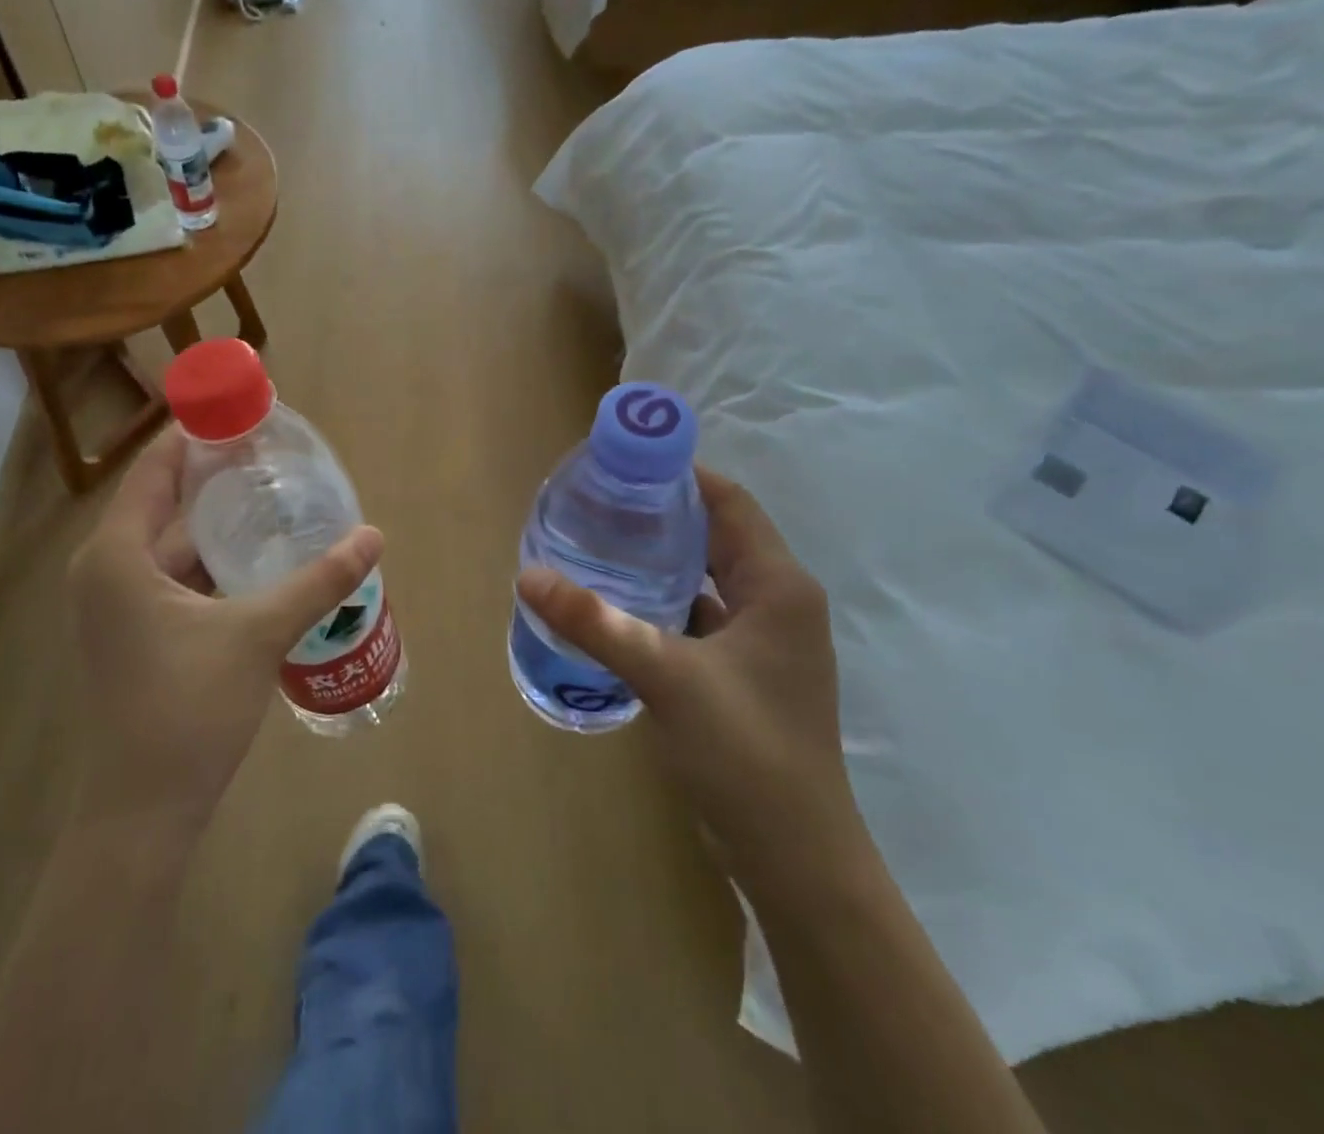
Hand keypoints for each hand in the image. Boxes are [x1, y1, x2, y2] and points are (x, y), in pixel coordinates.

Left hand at [66, 428, 382, 834]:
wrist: (143, 812)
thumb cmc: (188, 710)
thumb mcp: (259, 634)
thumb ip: (318, 581)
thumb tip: (373, 536)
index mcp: (117, 555)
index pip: (155, 468)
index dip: (196, 435)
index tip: (243, 412)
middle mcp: (107, 570)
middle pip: (165, 502)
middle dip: (217, 478)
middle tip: (275, 456)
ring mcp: (117, 606)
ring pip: (173, 545)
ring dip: (219, 524)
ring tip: (275, 498)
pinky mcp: (134, 634)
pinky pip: (173, 578)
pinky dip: (212, 563)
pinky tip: (258, 559)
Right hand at [517, 468, 864, 890]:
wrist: (795, 859)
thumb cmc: (745, 753)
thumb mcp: (664, 676)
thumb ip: (595, 622)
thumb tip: (528, 576)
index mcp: (779, 586)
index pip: (730, 502)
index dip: (681, 475)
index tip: (623, 463)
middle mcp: (779, 604)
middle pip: (718, 536)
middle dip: (662, 515)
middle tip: (599, 502)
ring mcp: (764, 643)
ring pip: (707, 579)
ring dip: (661, 560)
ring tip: (600, 543)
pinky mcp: (745, 675)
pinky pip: (701, 618)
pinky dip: (664, 603)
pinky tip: (619, 605)